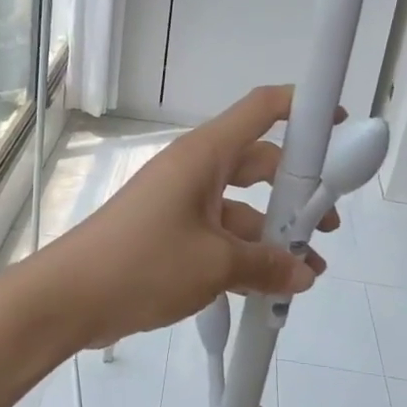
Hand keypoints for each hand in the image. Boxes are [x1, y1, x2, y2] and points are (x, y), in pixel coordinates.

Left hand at [44, 85, 336, 348]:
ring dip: (272, 235)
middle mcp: (192, 172)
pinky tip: (268, 288)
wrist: (69, 299)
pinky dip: (244, 256)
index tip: (337, 125)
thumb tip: (302, 273)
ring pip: (239, 208)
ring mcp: (178, 205)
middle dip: (296, 191)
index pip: (261, 110)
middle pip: (257, 164)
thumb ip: (267, 266)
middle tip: (327, 223)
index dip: (302, 107)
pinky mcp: (168, 236)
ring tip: (308, 271)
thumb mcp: (215, 265)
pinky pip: (218, 236)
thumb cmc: (143, 263)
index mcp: (203, 156)